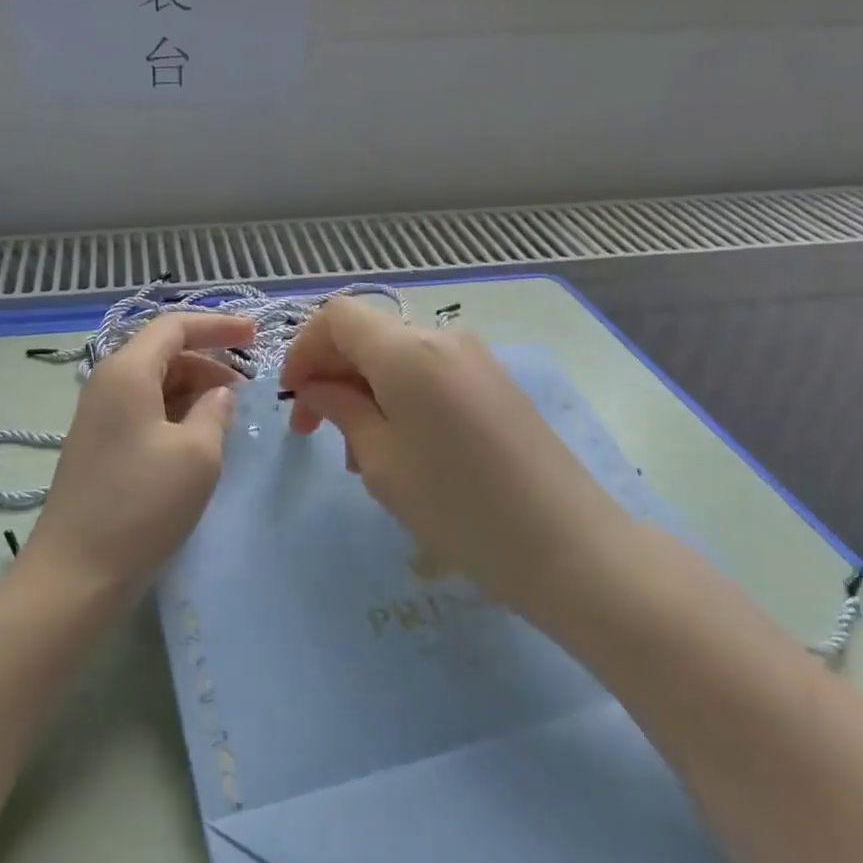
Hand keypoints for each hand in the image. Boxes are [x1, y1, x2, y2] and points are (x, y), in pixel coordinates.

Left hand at [31, 311, 254, 597]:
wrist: (77, 572)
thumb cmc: (142, 504)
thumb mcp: (197, 454)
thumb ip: (215, 412)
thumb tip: (219, 395)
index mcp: (127, 371)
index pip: (175, 326)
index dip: (218, 326)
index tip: (256, 336)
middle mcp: (107, 383)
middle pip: (163, 353)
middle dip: (209, 361)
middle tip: (247, 388)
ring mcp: (99, 416)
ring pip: (154, 383)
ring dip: (194, 390)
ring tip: (228, 415)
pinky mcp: (99, 445)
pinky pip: (144, 410)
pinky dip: (175, 413)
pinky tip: (199, 438)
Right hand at [280, 300, 628, 611]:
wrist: (568, 545)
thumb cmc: (458, 506)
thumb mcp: (382, 461)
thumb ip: (340, 409)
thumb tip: (316, 385)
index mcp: (408, 350)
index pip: (337, 317)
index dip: (304, 349)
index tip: (294, 398)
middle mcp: (443, 338)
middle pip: (367, 335)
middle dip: (332, 376)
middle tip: (315, 436)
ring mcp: (475, 359)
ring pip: (397, 358)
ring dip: (365, 392)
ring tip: (361, 456)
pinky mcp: (495, 383)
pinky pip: (429, 374)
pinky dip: (399, 398)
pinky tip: (402, 449)